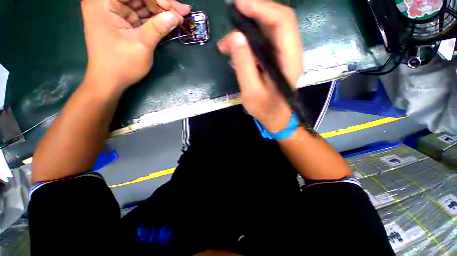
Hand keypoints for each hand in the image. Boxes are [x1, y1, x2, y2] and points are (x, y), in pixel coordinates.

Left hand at [81, 0, 190, 91]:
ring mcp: (112, 12)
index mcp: (103, 2)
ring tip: (179, 17)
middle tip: (183, 12)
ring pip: (141, 4)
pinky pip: (139, 15)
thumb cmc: (121, 64)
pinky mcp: (120, 22)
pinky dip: (154, 19)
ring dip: (160, 11)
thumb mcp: (142, 44)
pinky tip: (167, 21)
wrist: (109, 81)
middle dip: (162, 4)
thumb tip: (176, 16)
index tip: (178, 9)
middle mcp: (105, 2)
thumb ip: (159, 27)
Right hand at [217, 0, 303, 132]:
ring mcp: (283, 56)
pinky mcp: (276, 61)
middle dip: (252, 15)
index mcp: (289, 61)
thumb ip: (244, 65)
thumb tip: (236, 38)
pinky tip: (235, 52)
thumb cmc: (266, 110)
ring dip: (246, 32)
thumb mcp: (251, 92)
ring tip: (226, 45)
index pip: (282, 22)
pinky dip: (248, 43)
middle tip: (230, 20)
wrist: (278, 119)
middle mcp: (290, 53)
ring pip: (267, 32)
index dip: (262, 8)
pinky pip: (263, 44)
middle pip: (276, 21)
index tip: (239, 5)